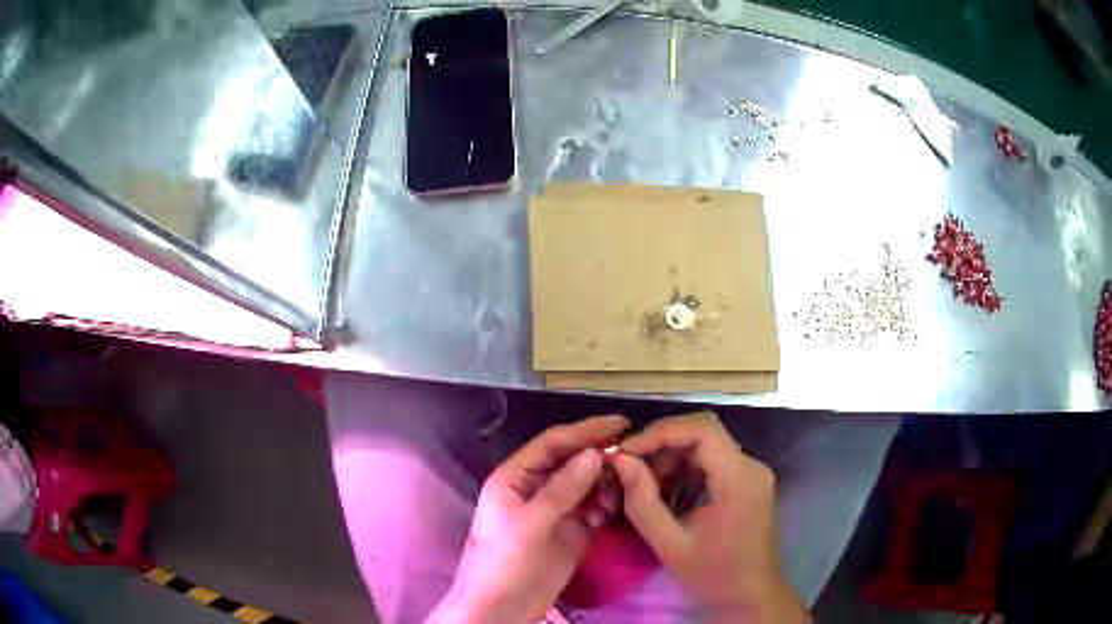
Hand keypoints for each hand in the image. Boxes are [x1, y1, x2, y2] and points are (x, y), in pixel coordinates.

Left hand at [428, 415, 628, 623]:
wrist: (502, 608)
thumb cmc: (503, 562)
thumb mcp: (529, 524)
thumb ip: (562, 490)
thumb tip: (595, 454)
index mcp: (516, 477)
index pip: (553, 444)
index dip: (585, 431)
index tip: (620, 423)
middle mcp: (536, 488)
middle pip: (573, 461)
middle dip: (601, 455)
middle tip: (635, 453)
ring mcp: (556, 511)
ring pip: (587, 484)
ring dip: (607, 480)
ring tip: (632, 479)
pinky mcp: (572, 532)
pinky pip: (595, 508)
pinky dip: (609, 503)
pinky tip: (621, 503)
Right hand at [612, 412, 808, 623]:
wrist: (752, 596)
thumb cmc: (713, 576)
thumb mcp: (670, 544)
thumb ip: (642, 501)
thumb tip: (620, 460)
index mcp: (738, 479)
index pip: (702, 430)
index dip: (660, 432)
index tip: (626, 452)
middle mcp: (751, 466)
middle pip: (704, 433)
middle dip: (663, 445)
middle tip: (631, 468)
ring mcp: (753, 473)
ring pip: (707, 445)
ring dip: (673, 458)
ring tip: (646, 487)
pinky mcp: (749, 482)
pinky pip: (714, 461)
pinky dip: (687, 470)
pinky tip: (668, 495)